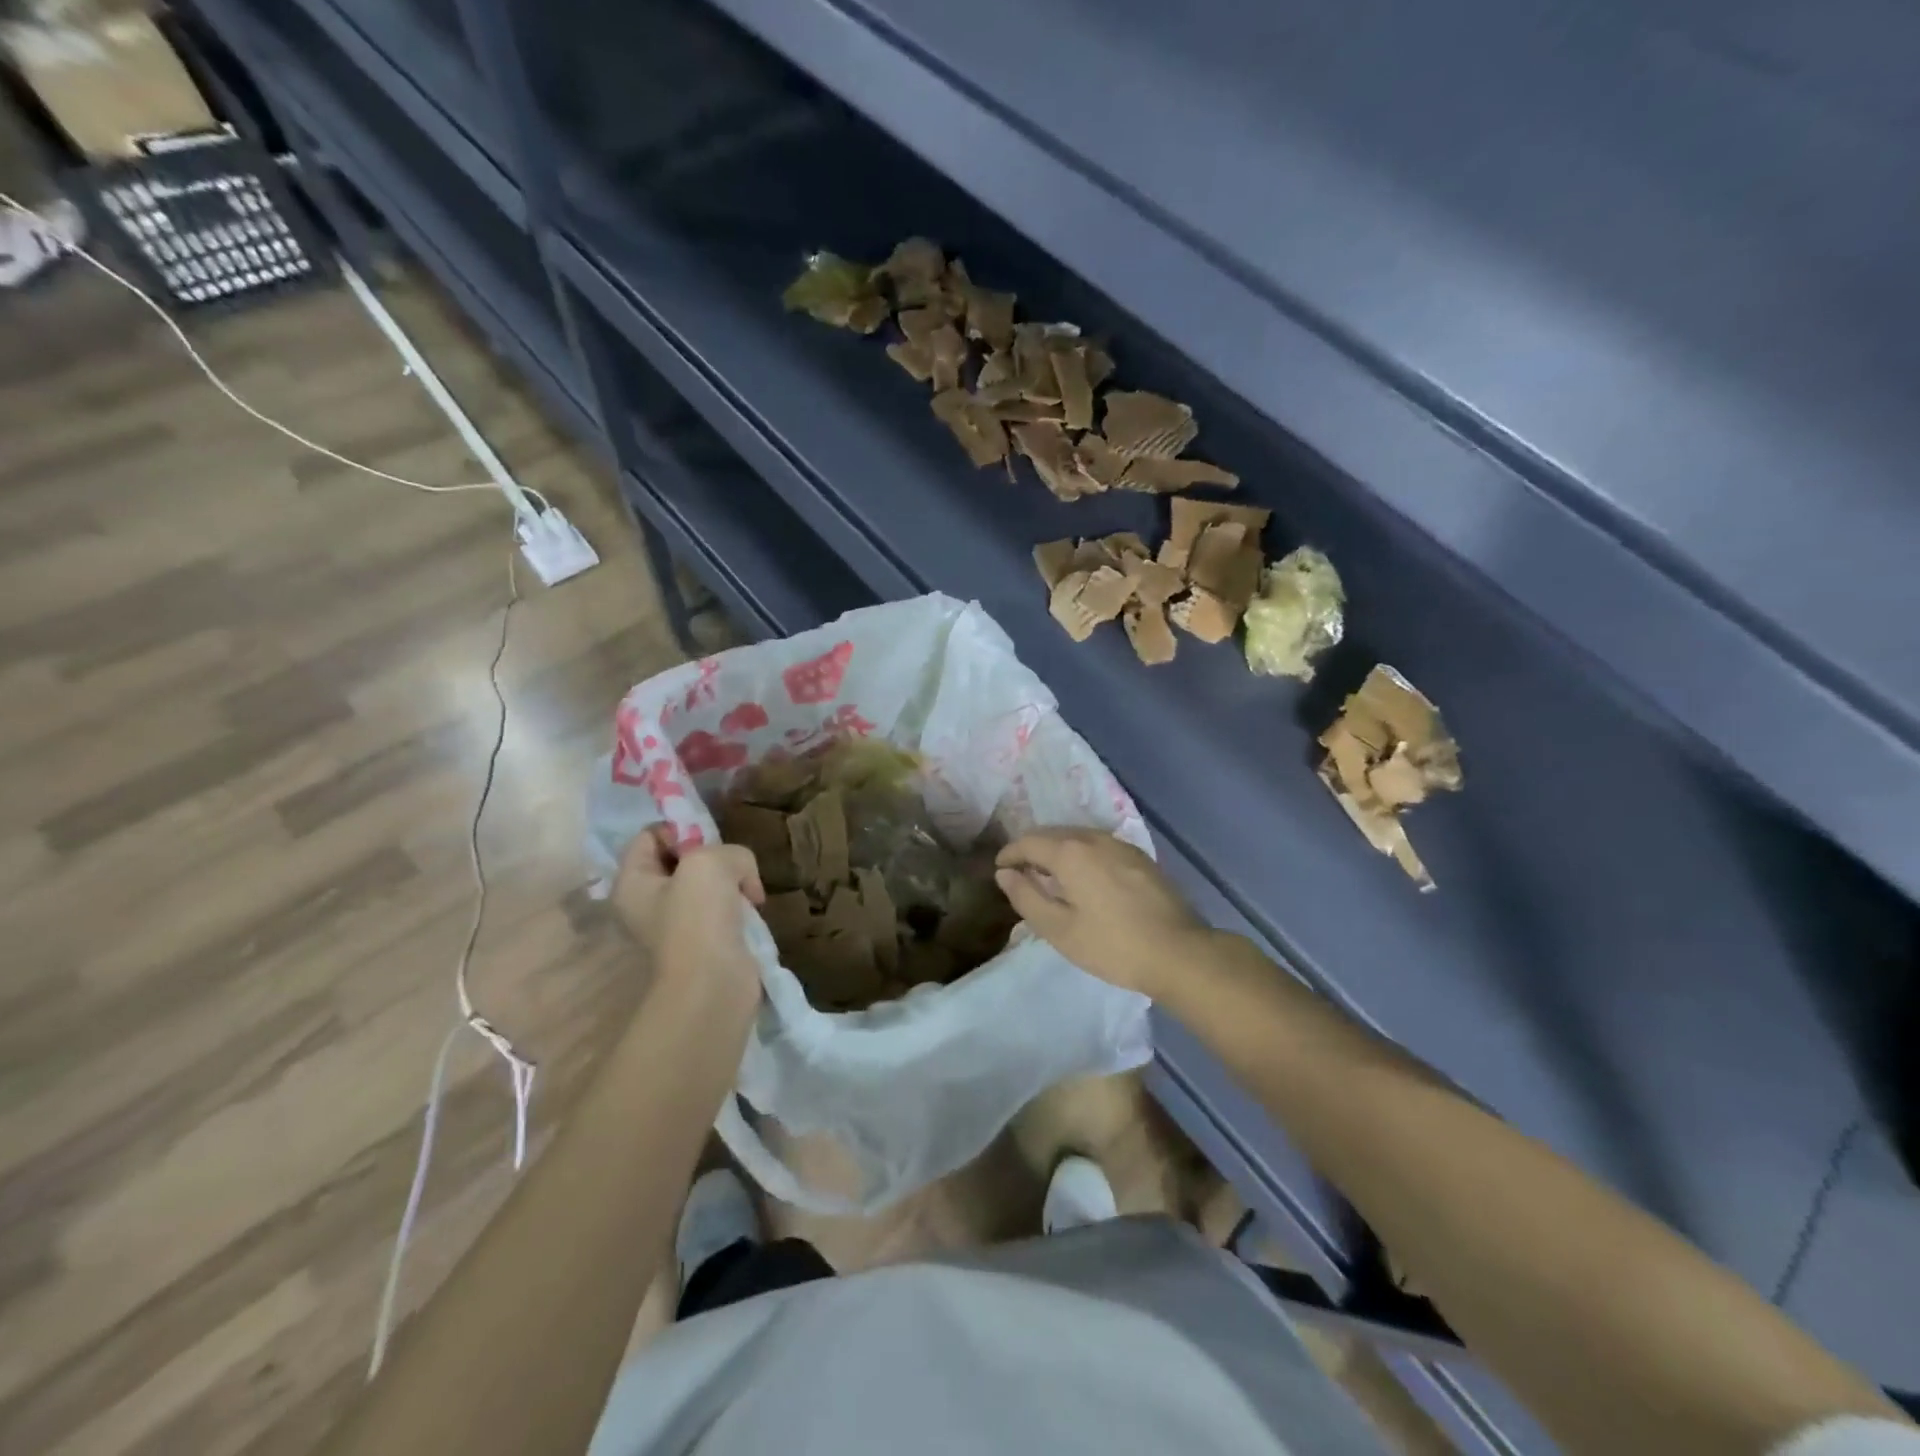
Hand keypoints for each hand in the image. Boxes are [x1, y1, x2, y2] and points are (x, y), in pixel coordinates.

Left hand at [612, 827, 765, 1012]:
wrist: (714, 983)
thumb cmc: (698, 917)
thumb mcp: (710, 862)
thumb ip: (727, 850)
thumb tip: (740, 875)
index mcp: (632, 883)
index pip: (649, 836)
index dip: (679, 830)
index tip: (706, 842)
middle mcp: (647, 903)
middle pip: (681, 858)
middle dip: (713, 855)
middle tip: (731, 865)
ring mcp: (677, 923)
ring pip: (708, 882)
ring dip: (732, 880)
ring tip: (747, 889)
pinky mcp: (706, 939)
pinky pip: (723, 907)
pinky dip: (740, 903)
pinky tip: (753, 907)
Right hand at [995, 829, 1206, 997]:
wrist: (1179, 952)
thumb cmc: (1112, 945)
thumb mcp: (1059, 929)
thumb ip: (1026, 897)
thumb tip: (1005, 874)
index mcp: (1070, 852)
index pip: (1028, 841)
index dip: (1009, 853)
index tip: (1000, 869)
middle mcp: (1094, 838)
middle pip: (1053, 834)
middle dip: (1032, 849)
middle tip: (1021, 873)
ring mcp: (1121, 845)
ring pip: (1078, 838)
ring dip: (1059, 851)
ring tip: (1050, 876)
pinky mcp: (1140, 857)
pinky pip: (1099, 846)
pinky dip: (1082, 855)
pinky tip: (1085, 878)